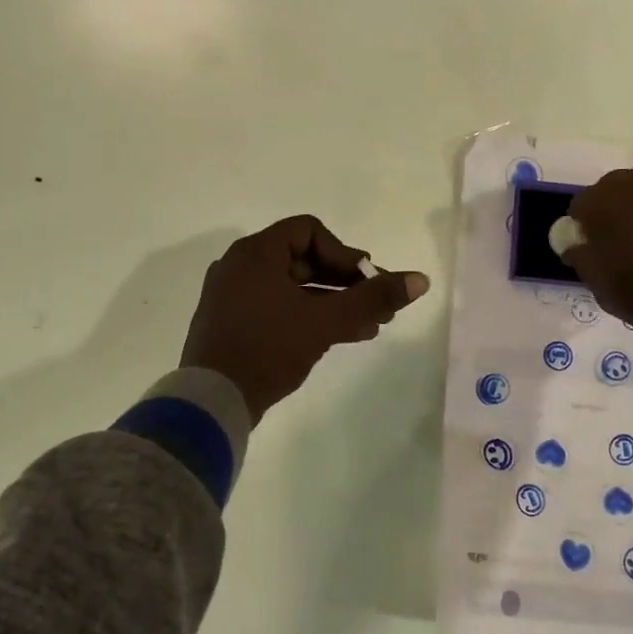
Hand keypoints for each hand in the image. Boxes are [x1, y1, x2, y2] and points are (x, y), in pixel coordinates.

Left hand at [180, 215, 430, 421]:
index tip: (366, 281)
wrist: (211, 402)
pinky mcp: (235, 324)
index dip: (344, 253)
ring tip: (370, 326)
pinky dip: (310, 317)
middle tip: (377, 304)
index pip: (309, 231)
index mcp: (255, 253)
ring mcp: (234, 297)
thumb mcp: (325, 321)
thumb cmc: (268, 348)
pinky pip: (279, 308)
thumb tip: (420, 280)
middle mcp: (241, 267)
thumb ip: (373, 297)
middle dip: (347, 282)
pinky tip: (343, 337)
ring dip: (334, 303)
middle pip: (304, 260)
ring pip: (295, 289)